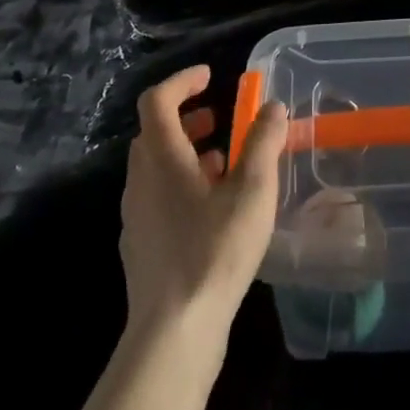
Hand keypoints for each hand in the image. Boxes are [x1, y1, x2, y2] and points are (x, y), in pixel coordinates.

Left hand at [119, 65, 288, 349]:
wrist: (173, 332)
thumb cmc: (214, 250)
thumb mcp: (252, 190)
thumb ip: (263, 142)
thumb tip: (273, 107)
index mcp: (162, 158)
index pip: (157, 101)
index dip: (182, 82)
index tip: (210, 77)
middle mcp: (141, 181)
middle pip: (154, 133)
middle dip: (187, 118)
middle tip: (220, 120)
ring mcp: (136, 217)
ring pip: (156, 168)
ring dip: (187, 154)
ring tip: (225, 165)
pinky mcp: (141, 247)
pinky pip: (158, 198)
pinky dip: (182, 186)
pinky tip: (213, 211)